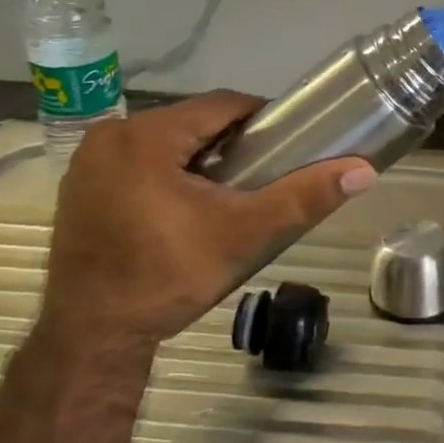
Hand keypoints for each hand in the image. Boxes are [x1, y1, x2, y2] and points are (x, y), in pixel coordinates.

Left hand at [38, 92, 375, 352]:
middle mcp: (109, 136)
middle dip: (230, 143)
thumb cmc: (168, 277)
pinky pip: (137, 162)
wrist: (93, 338)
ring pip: (165, 141)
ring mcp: (87, 162)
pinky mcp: (79, 187)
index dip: (262, 119)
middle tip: (260, 177)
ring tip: (228, 193)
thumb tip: (364, 170)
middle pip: (192, 121)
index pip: (221, 104)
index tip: (286, 145)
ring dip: (199, 158)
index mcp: (145, 135)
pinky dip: (166, 173)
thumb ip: (303, 197)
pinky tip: (184, 208)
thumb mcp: (244, 234)